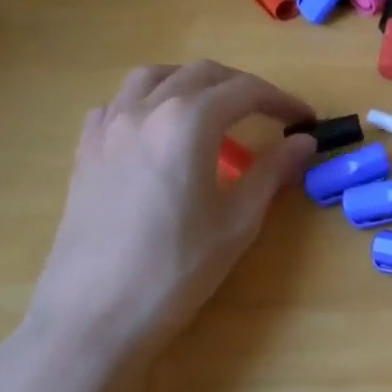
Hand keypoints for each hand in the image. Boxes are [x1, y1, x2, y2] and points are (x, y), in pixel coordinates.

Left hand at [21, 61, 315, 380]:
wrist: (95, 317)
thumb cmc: (178, 269)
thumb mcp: (239, 220)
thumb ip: (273, 171)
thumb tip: (305, 142)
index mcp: (189, 122)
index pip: (246, 92)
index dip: (282, 101)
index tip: (305, 121)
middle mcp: (146, 110)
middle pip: (202, 74)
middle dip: (243, 88)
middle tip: (271, 116)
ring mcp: (108, 128)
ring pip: (154, 77)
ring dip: (193, 84)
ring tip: (214, 111)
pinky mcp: (85, 152)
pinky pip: (118, 104)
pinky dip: (148, 103)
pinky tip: (159, 132)